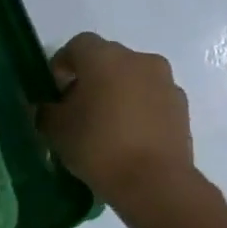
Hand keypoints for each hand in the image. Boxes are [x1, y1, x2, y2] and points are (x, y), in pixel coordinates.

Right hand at [37, 32, 194, 204]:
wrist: (154, 182)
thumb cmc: (97, 147)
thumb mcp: (56, 130)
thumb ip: (45, 111)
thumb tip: (46, 107)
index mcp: (104, 58)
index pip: (77, 45)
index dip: (62, 64)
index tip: (54, 90)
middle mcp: (138, 60)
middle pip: (107, 59)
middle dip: (90, 78)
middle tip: (77, 108)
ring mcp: (165, 82)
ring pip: (132, 78)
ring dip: (117, 92)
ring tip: (105, 125)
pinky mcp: (181, 106)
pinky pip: (152, 98)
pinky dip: (138, 108)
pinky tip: (128, 137)